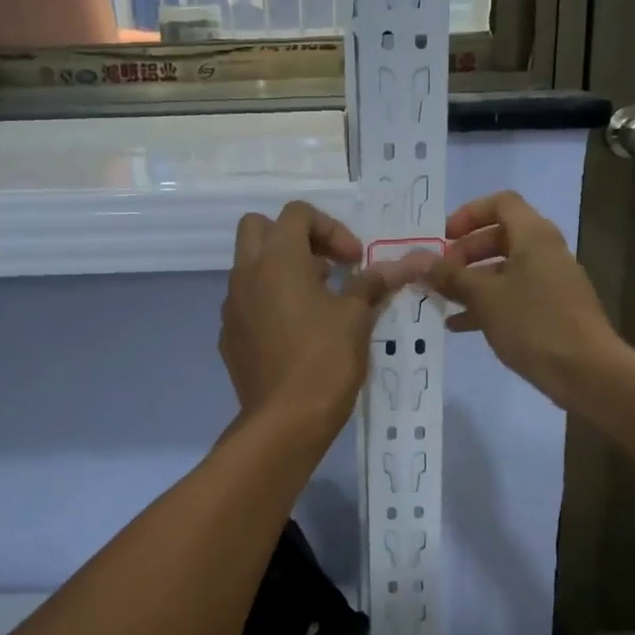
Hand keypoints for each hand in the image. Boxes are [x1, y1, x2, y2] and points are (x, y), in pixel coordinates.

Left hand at [220, 203, 422, 435]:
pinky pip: (247, 303)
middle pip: (258, 227)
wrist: (285, 421)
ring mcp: (232, 307)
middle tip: (325, 266)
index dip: (331, 228)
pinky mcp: (230, 336)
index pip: (297, 213)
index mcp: (277, 259)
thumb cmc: (325, 360)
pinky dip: (269, 303)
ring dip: (281, 270)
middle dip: (294, 238)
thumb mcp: (356, 317)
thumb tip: (404, 264)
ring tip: (317, 301)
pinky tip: (295, 333)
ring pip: (250, 267)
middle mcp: (246, 274)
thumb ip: (373, 283)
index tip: (354, 260)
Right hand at [421, 191, 623, 406]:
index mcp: (534, 236)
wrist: (586, 372)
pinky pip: (514, 295)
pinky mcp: (552, 310)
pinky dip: (488, 303)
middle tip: (440, 274)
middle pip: (500, 236)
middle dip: (465, 253)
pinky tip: (460, 325)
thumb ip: (449, 276)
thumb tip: (416, 260)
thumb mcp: (484, 297)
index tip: (443, 239)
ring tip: (441, 301)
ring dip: (472, 281)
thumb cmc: (533, 323)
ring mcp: (551, 282)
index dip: (468, 214)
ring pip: (504, 270)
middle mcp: (545, 251)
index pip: (501, 203)